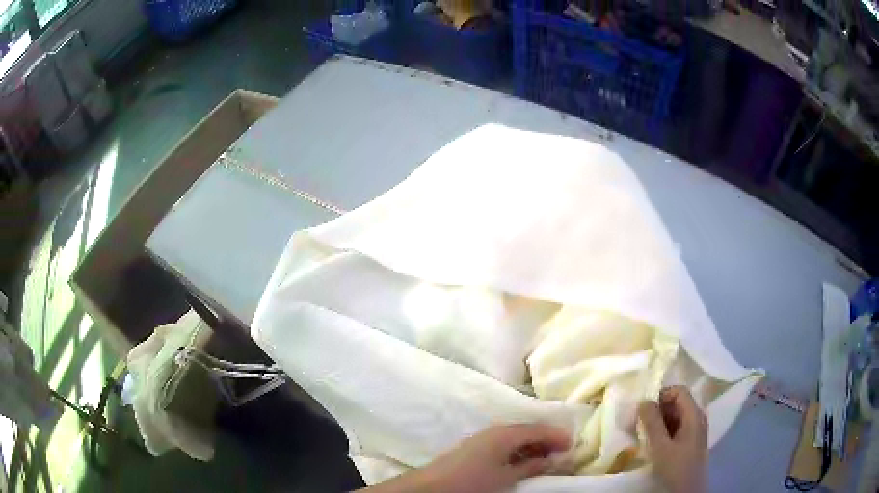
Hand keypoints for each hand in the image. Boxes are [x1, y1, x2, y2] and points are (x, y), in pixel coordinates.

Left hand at [362, 424, 571, 492]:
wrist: (432, 487)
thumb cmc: (472, 481)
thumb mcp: (507, 477)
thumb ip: (532, 465)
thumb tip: (555, 458)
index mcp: (505, 433)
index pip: (539, 429)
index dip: (558, 435)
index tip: (574, 444)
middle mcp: (495, 430)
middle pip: (528, 430)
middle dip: (547, 440)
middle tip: (563, 453)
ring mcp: (484, 438)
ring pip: (517, 437)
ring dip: (533, 446)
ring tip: (547, 460)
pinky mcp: (476, 448)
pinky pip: (505, 444)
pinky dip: (519, 451)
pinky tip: (524, 463)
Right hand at [638, 386, 707, 492]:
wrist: (688, 491)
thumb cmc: (676, 467)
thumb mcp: (660, 447)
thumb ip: (652, 423)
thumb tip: (643, 400)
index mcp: (694, 414)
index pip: (679, 391)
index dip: (661, 395)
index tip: (643, 410)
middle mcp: (697, 417)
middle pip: (678, 402)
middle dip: (658, 409)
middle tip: (639, 423)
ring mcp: (695, 429)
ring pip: (676, 416)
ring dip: (659, 421)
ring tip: (644, 434)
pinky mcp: (691, 441)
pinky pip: (677, 427)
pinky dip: (664, 430)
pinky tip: (654, 443)